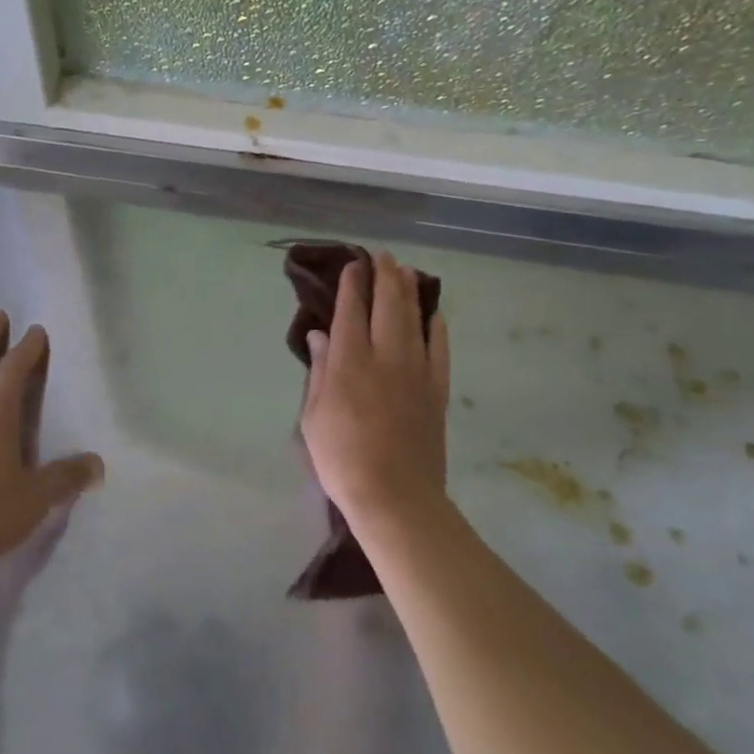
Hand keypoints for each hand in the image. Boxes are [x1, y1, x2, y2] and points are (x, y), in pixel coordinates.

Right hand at [300, 251, 449, 528]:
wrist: (396, 497)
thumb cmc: (342, 459)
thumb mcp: (313, 416)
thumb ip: (319, 370)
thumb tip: (320, 334)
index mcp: (350, 362)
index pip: (350, 310)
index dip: (351, 283)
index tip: (352, 264)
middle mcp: (385, 356)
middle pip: (387, 304)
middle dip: (384, 275)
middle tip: (382, 256)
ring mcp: (417, 371)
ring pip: (415, 318)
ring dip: (409, 291)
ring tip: (405, 271)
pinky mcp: (437, 390)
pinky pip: (440, 348)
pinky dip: (436, 326)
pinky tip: (434, 314)